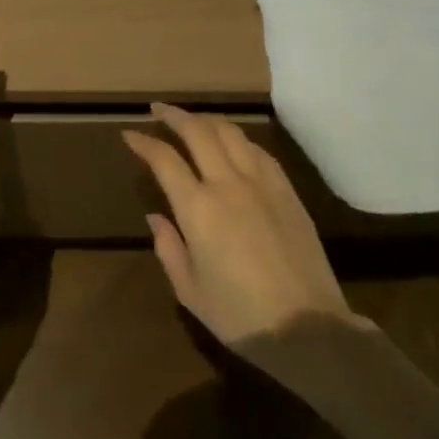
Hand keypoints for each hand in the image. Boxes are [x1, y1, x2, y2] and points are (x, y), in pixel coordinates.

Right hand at [123, 104, 367, 345]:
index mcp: (198, 209)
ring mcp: (262, 184)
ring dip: (207, 120)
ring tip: (193, 120)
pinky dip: (239, 139)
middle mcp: (228, 184)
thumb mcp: (190, 290)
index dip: (144, 143)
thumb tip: (156, 216)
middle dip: (174, 116)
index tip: (129, 134)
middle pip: (198, 132)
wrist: (308, 329)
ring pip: (231, 133)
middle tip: (158, 110)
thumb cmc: (240, 315)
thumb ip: (168, 247)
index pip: (164, 159)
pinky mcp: (288, 191)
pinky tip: (232, 142)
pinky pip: (259, 151)